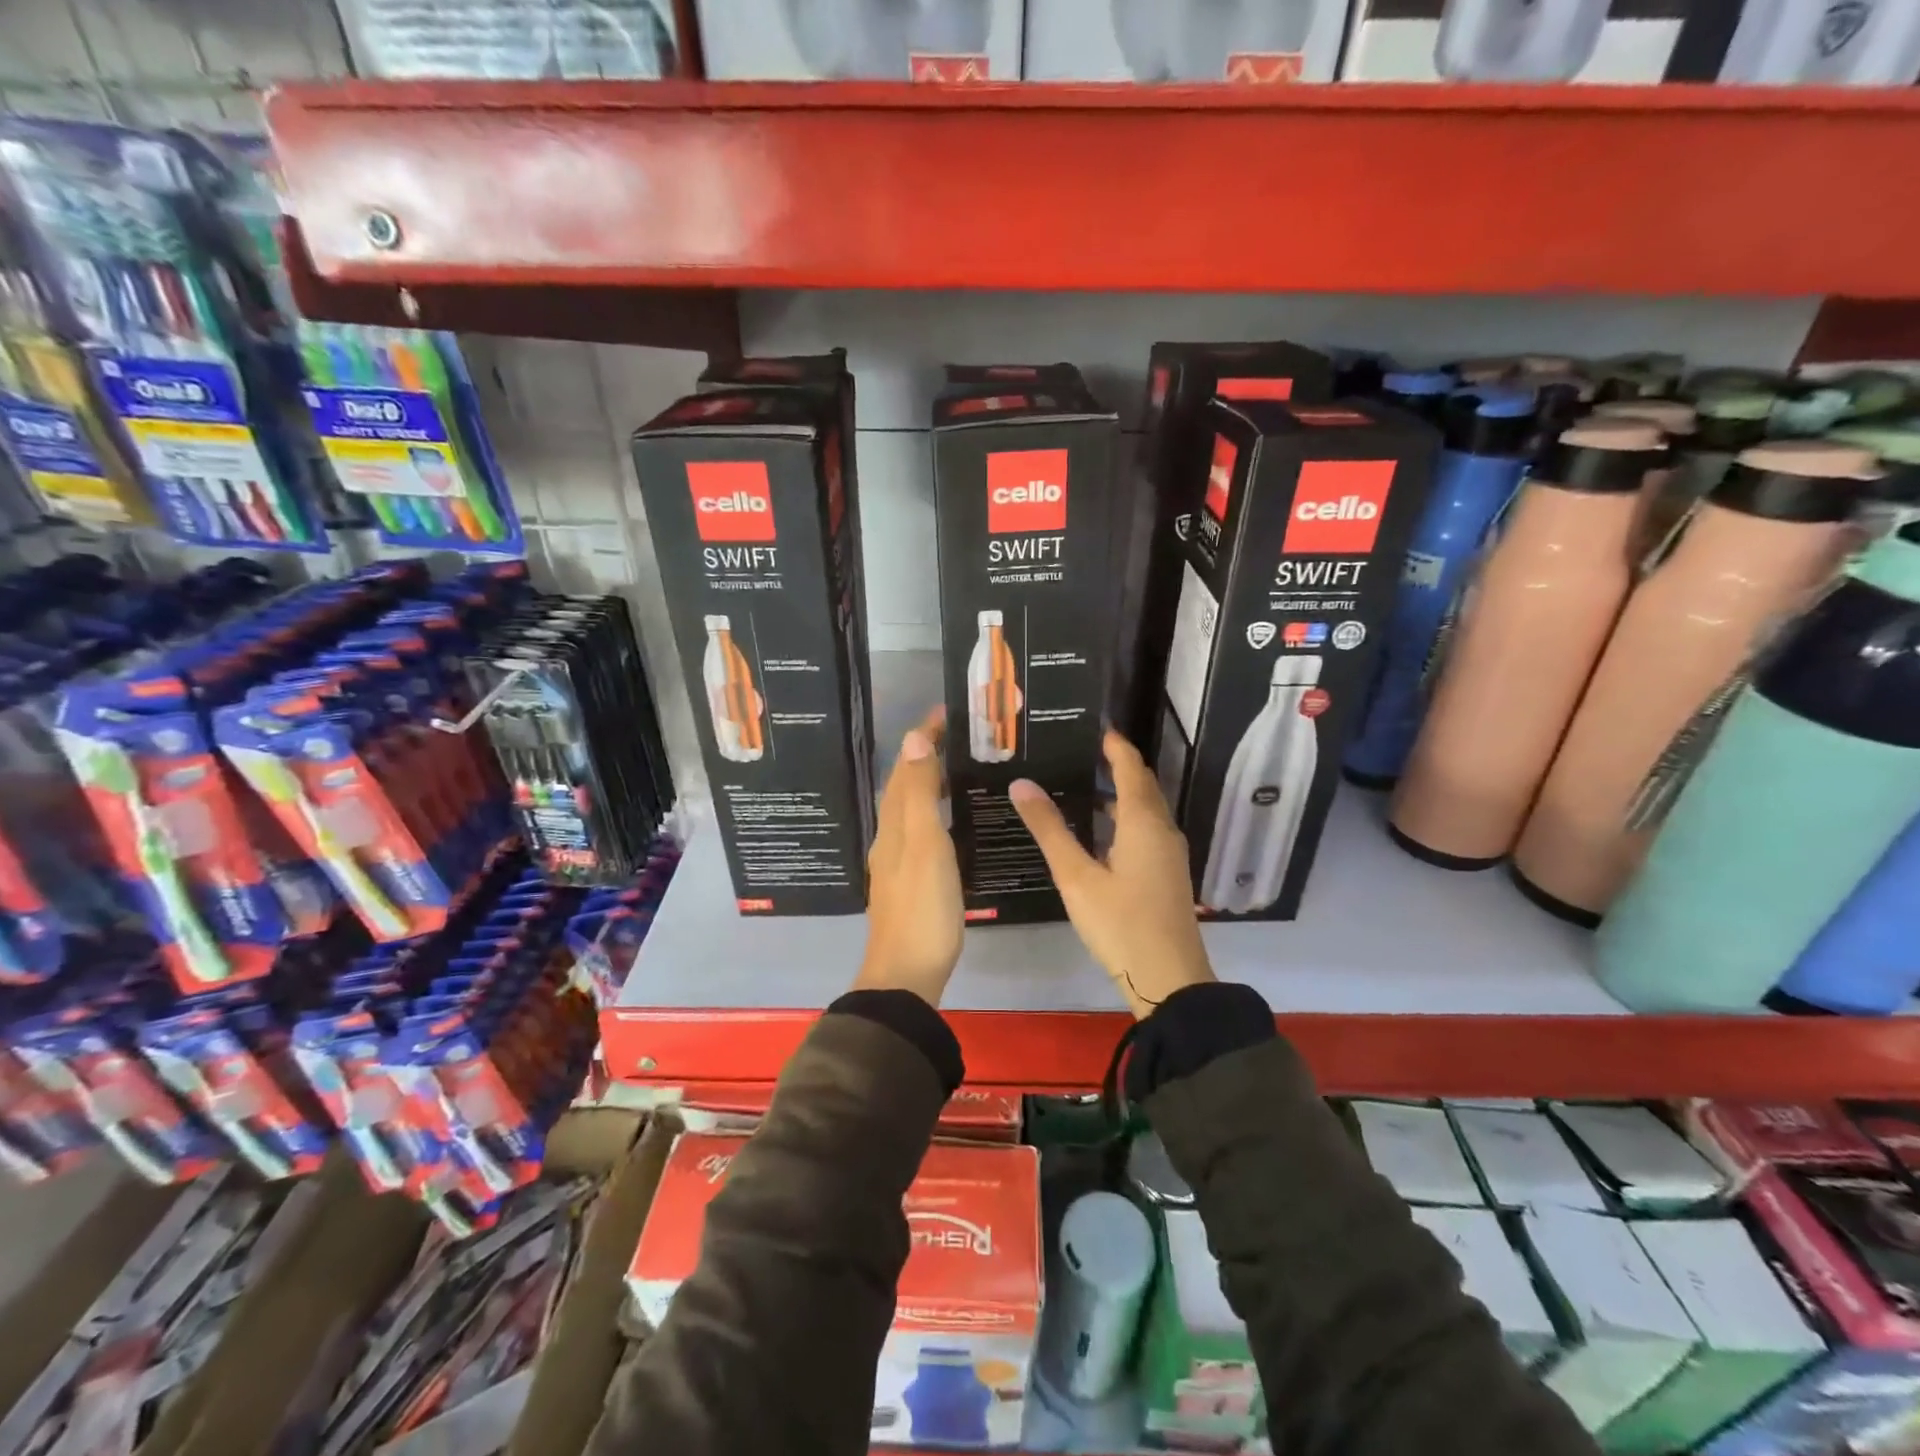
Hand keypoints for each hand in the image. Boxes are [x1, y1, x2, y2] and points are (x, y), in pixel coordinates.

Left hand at [854, 708, 963, 1006]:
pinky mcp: (909, 882)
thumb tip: (913, 740)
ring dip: (927, 783)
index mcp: (894, 826)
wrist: (906, 974)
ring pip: (909, 810)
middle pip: (903, 787)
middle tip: (957, 737)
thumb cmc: (923, 908)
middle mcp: (890, 838)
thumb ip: (920, 795)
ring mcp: (897, 862)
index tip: (945, 713)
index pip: (907, 769)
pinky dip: (931, 812)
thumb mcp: (926, 846)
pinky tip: (948, 823)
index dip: (923, 739)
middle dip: (924, 756)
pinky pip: (918, 831)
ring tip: (956, 769)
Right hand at [1009, 731, 1213, 1018]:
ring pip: (1145, 809)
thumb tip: (1022, 784)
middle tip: (1078, 751)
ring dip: (1119, 793)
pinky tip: (1098, 833)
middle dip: (1115, 764)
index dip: (1113, 745)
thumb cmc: (1120, 924)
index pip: (1130, 766)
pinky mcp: (1167, 873)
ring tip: (1081, 786)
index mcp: (1142, 822)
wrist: (1170, 979)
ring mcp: (1169, 853)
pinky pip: (1146, 830)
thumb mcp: (1076, 877)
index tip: (1091, 726)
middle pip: (1141, 784)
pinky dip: (1124, 818)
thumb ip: (1050, 829)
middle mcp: (1162, 829)